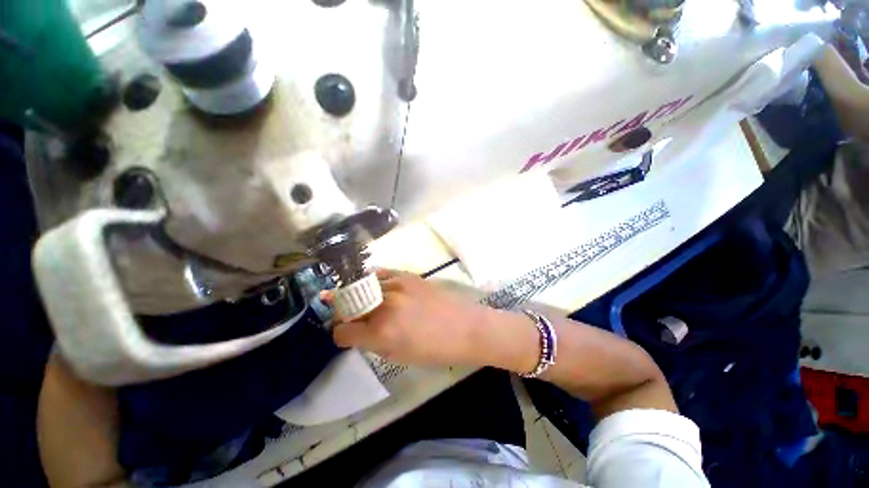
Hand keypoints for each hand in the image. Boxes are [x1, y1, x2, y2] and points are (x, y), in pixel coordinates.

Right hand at [323, 269, 495, 367]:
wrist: (467, 327)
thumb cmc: (436, 350)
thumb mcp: (399, 356)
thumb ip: (373, 343)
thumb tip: (358, 332)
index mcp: (381, 333)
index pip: (342, 331)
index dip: (343, 335)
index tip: (349, 336)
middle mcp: (384, 305)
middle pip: (349, 305)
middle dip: (346, 313)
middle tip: (352, 317)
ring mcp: (397, 285)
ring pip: (362, 287)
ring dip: (360, 296)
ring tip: (366, 301)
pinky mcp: (408, 274)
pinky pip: (381, 273)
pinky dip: (375, 281)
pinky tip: (379, 287)